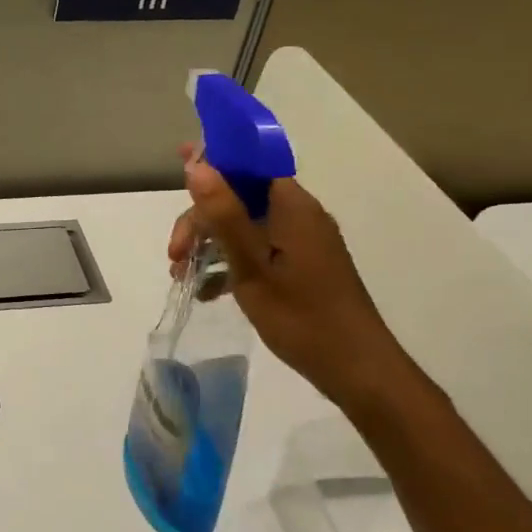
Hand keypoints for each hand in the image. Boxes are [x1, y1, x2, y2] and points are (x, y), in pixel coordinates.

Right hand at [170, 154, 416, 410]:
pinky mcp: (302, 265)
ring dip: (210, 244)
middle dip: (200, 221)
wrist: (357, 369)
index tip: (177, 167)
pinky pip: (257, 249)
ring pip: (244, 226)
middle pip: (239, 197)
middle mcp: (299, 215)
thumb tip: (196, 165)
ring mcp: (302, 242)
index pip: (248, 164)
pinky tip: (208, 291)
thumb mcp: (251, 266)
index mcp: (292, 207)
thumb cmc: (301, 316)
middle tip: (175, 256)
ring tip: (183, 277)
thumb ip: (223, 214)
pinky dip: (230, 263)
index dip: (212, 162)